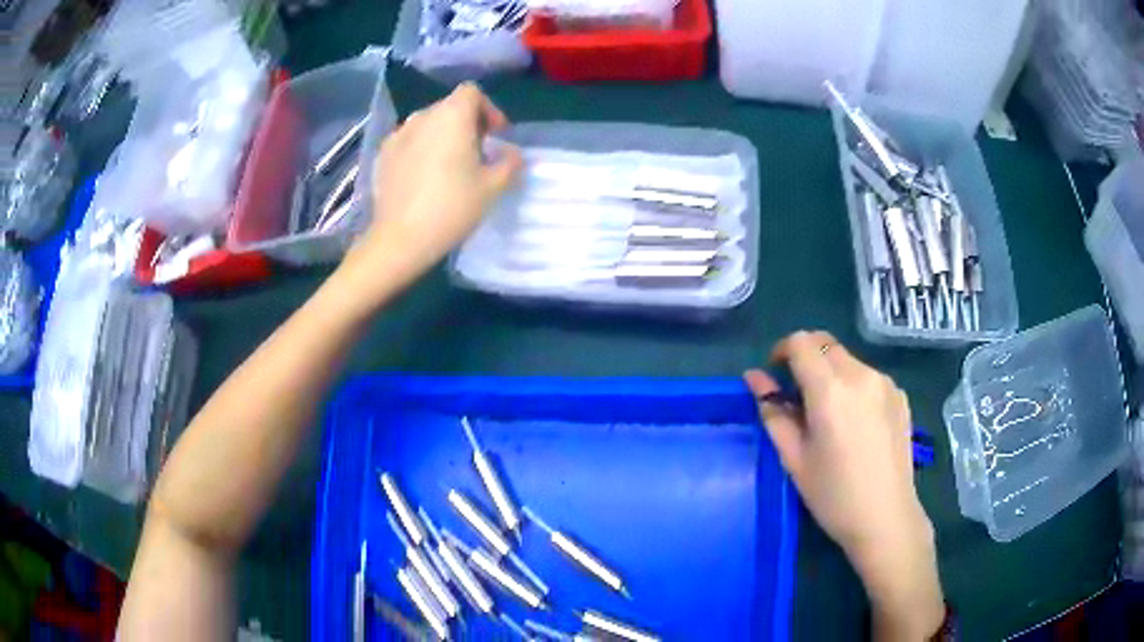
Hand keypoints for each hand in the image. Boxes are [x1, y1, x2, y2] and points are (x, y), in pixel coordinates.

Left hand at [342, 83, 521, 294]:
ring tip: (451, 165)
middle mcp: (422, 117)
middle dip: (467, 123)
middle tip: (478, 153)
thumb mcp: (493, 187)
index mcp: (451, 116)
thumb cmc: (451, 207)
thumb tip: (512, 154)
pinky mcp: (382, 156)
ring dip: (443, 136)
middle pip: (449, 107)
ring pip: (427, 124)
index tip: (496, 136)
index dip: (488, 109)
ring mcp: (398, 135)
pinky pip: (409, 142)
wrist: (400, 239)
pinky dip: (421, 149)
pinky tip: (425, 178)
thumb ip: (509, 163)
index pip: (472, 93)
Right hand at [744, 331, 943, 640]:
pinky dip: (853, 385)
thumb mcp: (794, 458)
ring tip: (828, 414)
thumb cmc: (833, 495)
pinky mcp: (900, 396)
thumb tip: (754, 379)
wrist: (886, 518)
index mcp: (831, 390)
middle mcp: (861, 375)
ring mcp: (885, 383)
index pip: (801, 342)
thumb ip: (773, 413)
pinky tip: (855, 423)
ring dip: (830, 372)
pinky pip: (868, 376)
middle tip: (797, 396)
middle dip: (805, 358)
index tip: (775, 375)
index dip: (782, 350)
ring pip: (848, 359)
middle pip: (825, 344)